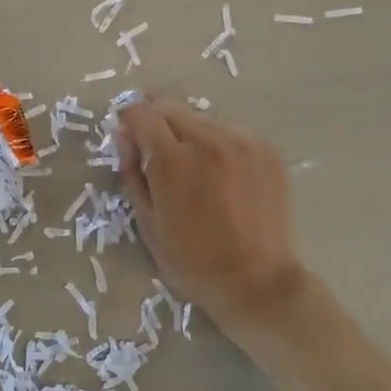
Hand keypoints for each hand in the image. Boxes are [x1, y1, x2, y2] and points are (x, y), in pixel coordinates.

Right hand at [117, 97, 306, 342]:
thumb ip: (132, 172)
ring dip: (189, 133)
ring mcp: (242, 143)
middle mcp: (208, 140)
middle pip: (170, 107)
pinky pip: (231, 132)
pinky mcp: (266, 151)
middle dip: (157, 123)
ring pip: (202, 118)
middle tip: (158, 153)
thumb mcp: (147, 222)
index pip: (140, 113)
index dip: (129, 121)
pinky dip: (218, 144)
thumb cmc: (192, 261)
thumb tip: (124, 136)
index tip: (130, 139)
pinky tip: (222, 176)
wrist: (257, 283)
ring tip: (195, 168)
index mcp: (172, 161)